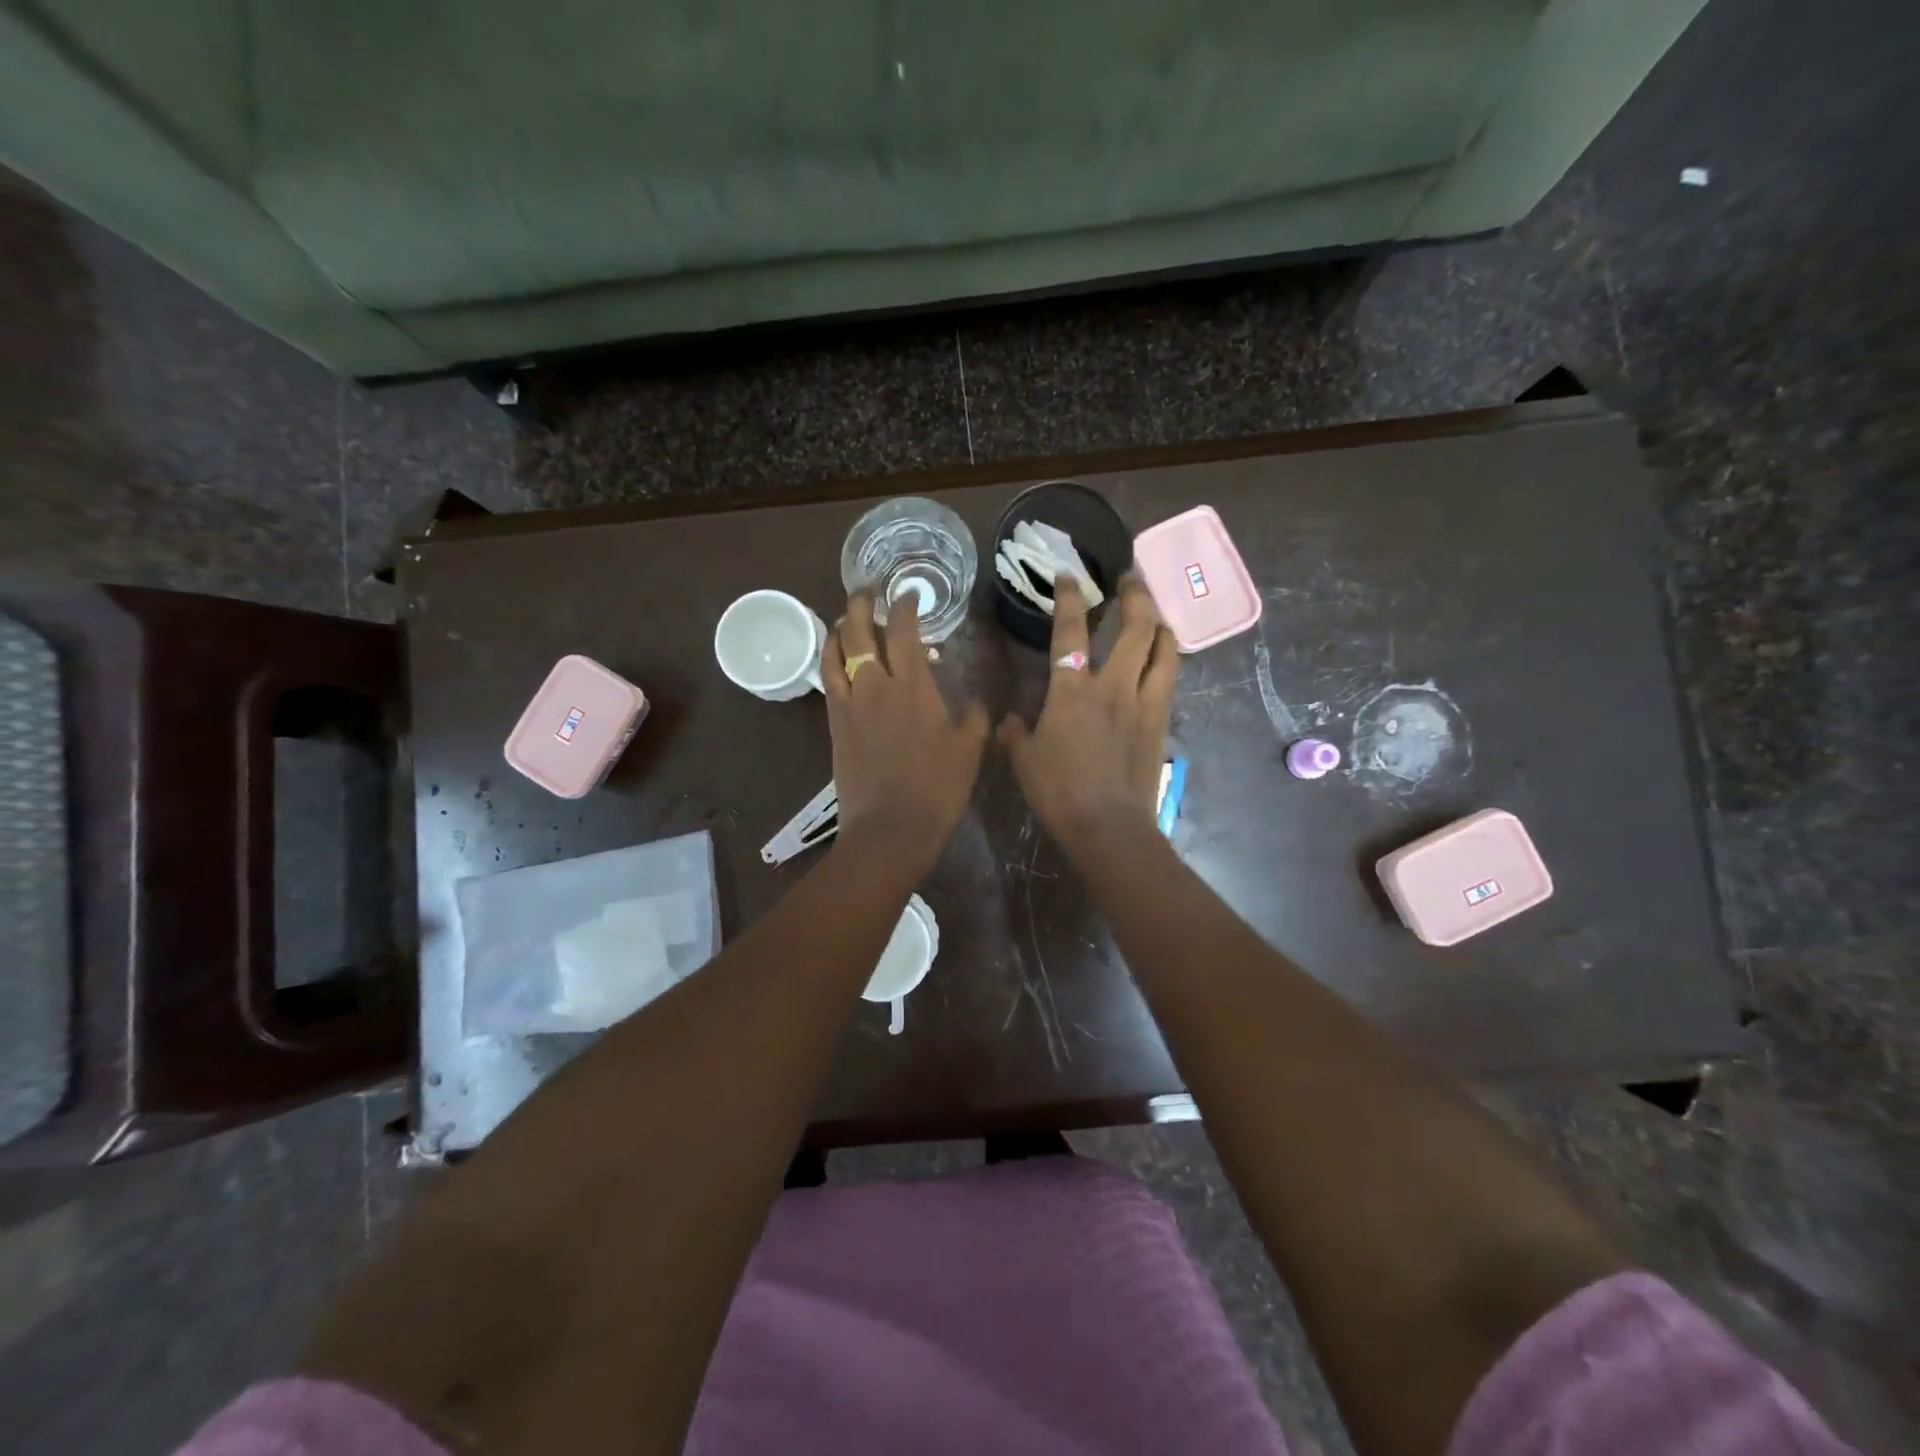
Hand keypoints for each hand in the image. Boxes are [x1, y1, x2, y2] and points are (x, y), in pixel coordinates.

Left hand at [823, 592, 989, 874]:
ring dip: (841, 627)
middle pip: (861, 630)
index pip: (905, 630)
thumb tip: (979, 702)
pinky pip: (827, 678)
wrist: (889, 828)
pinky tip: (836, 656)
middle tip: (869, 590)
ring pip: (836, 650)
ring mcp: (850, 702)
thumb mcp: (970, 751)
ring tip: (848, 617)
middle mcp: (876, 684)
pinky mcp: (834, 723)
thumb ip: (976, 719)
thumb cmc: (937, 789)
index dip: (906, 606)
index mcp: (914, 685)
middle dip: (863, 603)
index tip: (909, 595)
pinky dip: (829, 658)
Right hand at [998, 576, 1178, 851]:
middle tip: (1132, 580)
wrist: (1108, 826)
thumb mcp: (1023, 760)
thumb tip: (1007, 721)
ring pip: (1164, 650)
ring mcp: (1143, 703)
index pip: (1070, 631)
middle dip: (1136, 596)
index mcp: (1072, 691)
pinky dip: (1168, 660)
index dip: (1069, 598)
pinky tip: (1164, 660)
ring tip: (1157, 615)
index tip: (1069, 576)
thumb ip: (1013, 734)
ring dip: (1161, 625)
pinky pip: (1170, 680)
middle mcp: (1112, 686)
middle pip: (1135, 628)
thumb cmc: (1059, 791)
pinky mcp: (1161, 723)